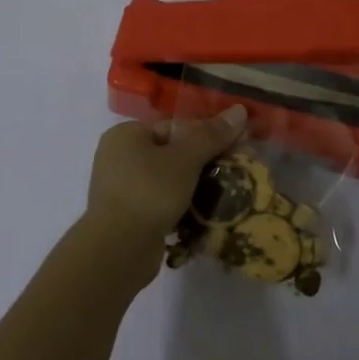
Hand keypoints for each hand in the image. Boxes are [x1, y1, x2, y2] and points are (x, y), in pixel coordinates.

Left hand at [80, 107, 249, 279]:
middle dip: (204, 161)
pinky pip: (161, 202)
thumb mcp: (185, 159)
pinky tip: (205, 213)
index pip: (174, 125)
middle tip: (235, 169)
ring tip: (226, 192)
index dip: (208, 133)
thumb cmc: (149, 192)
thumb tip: (240, 110)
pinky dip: (181, 205)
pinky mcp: (129, 215)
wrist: (118, 249)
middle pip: (172, 152)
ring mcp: (122, 188)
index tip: (237, 145)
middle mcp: (119, 157)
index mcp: (126, 134)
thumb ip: (211, 135)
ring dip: (195, 186)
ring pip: (168, 179)